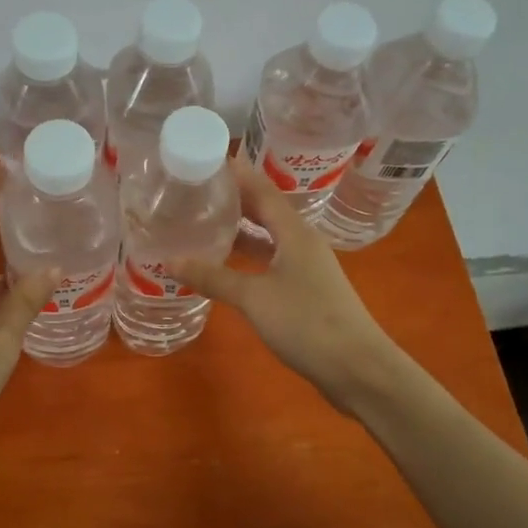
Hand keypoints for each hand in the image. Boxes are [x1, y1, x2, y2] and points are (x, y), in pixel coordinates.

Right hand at [170, 158, 404, 410]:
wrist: (356, 368)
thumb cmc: (306, 323)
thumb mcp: (254, 297)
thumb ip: (214, 277)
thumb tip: (171, 261)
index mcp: (295, 233)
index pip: (263, 191)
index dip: (238, 174)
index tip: (209, 159)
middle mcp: (302, 243)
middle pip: (266, 211)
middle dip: (236, 199)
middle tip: (199, 190)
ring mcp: (306, 268)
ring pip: (269, 238)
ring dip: (242, 229)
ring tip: (206, 222)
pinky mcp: (306, 291)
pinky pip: (271, 261)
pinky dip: (249, 257)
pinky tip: (227, 265)